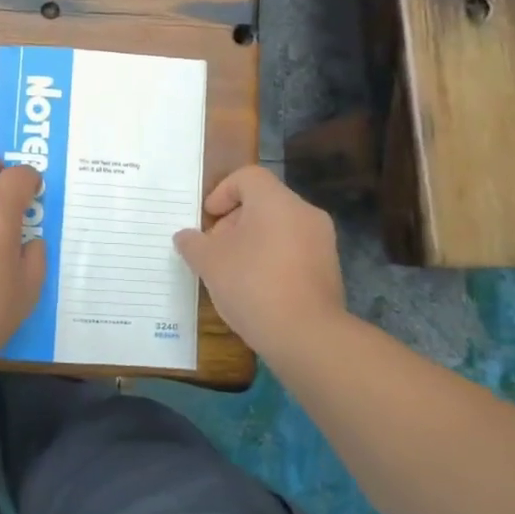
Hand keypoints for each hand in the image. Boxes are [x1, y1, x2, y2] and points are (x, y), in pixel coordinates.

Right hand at [173, 166, 345, 353]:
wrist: (307, 336)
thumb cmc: (253, 285)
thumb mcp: (209, 262)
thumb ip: (193, 243)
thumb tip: (185, 237)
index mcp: (276, 201)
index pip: (247, 177)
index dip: (222, 192)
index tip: (208, 220)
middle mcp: (305, 213)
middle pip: (263, 203)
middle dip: (234, 221)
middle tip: (215, 249)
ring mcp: (322, 243)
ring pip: (279, 228)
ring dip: (252, 242)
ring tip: (232, 272)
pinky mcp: (329, 270)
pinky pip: (294, 252)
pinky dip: (272, 260)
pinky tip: (256, 289)